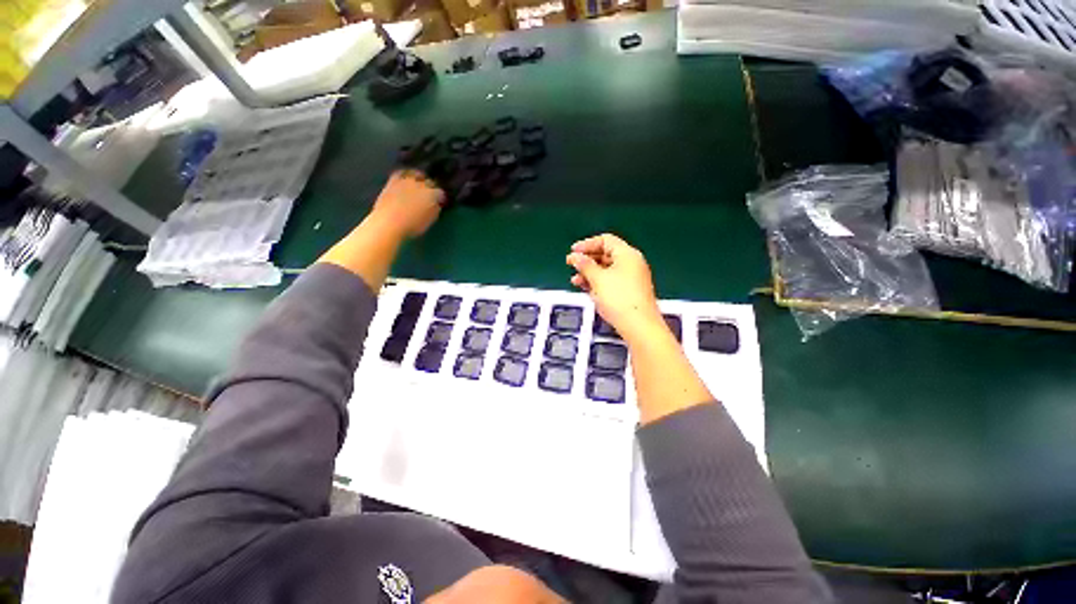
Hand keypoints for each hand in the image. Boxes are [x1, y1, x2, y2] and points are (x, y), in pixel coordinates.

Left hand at [369, 169, 444, 239]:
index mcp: (433, 195)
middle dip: (432, 188)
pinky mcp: (393, 180)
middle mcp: (421, 185)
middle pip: (430, 182)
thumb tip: (436, 204)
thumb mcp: (430, 220)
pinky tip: (404, 178)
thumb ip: (435, 210)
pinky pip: (400, 173)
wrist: (389, 222)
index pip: (441, 193)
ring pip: (416, 174)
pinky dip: (404, 174)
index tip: (440, 202)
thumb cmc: (413, 226)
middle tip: (430, 194)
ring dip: (419, 178)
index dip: (441, 198)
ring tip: (419, 182)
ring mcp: (407, 181)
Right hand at [566, 234, 665, 342]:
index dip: (587, 244)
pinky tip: (586, 288)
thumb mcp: (597, 279)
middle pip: (606, 254)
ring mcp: (632, 278)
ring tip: (575, 279)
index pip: (605, 240)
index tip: (573, 252)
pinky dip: (597, 282)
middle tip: (571, 264)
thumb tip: (576, 257)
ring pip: (606, 269)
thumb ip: (585, 265)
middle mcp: (632, 263)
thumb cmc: (620, 299)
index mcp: (627, 254)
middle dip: (587, 260)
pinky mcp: (629, 291)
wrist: (638, 326)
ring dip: (589, 273)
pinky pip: (610, 281)